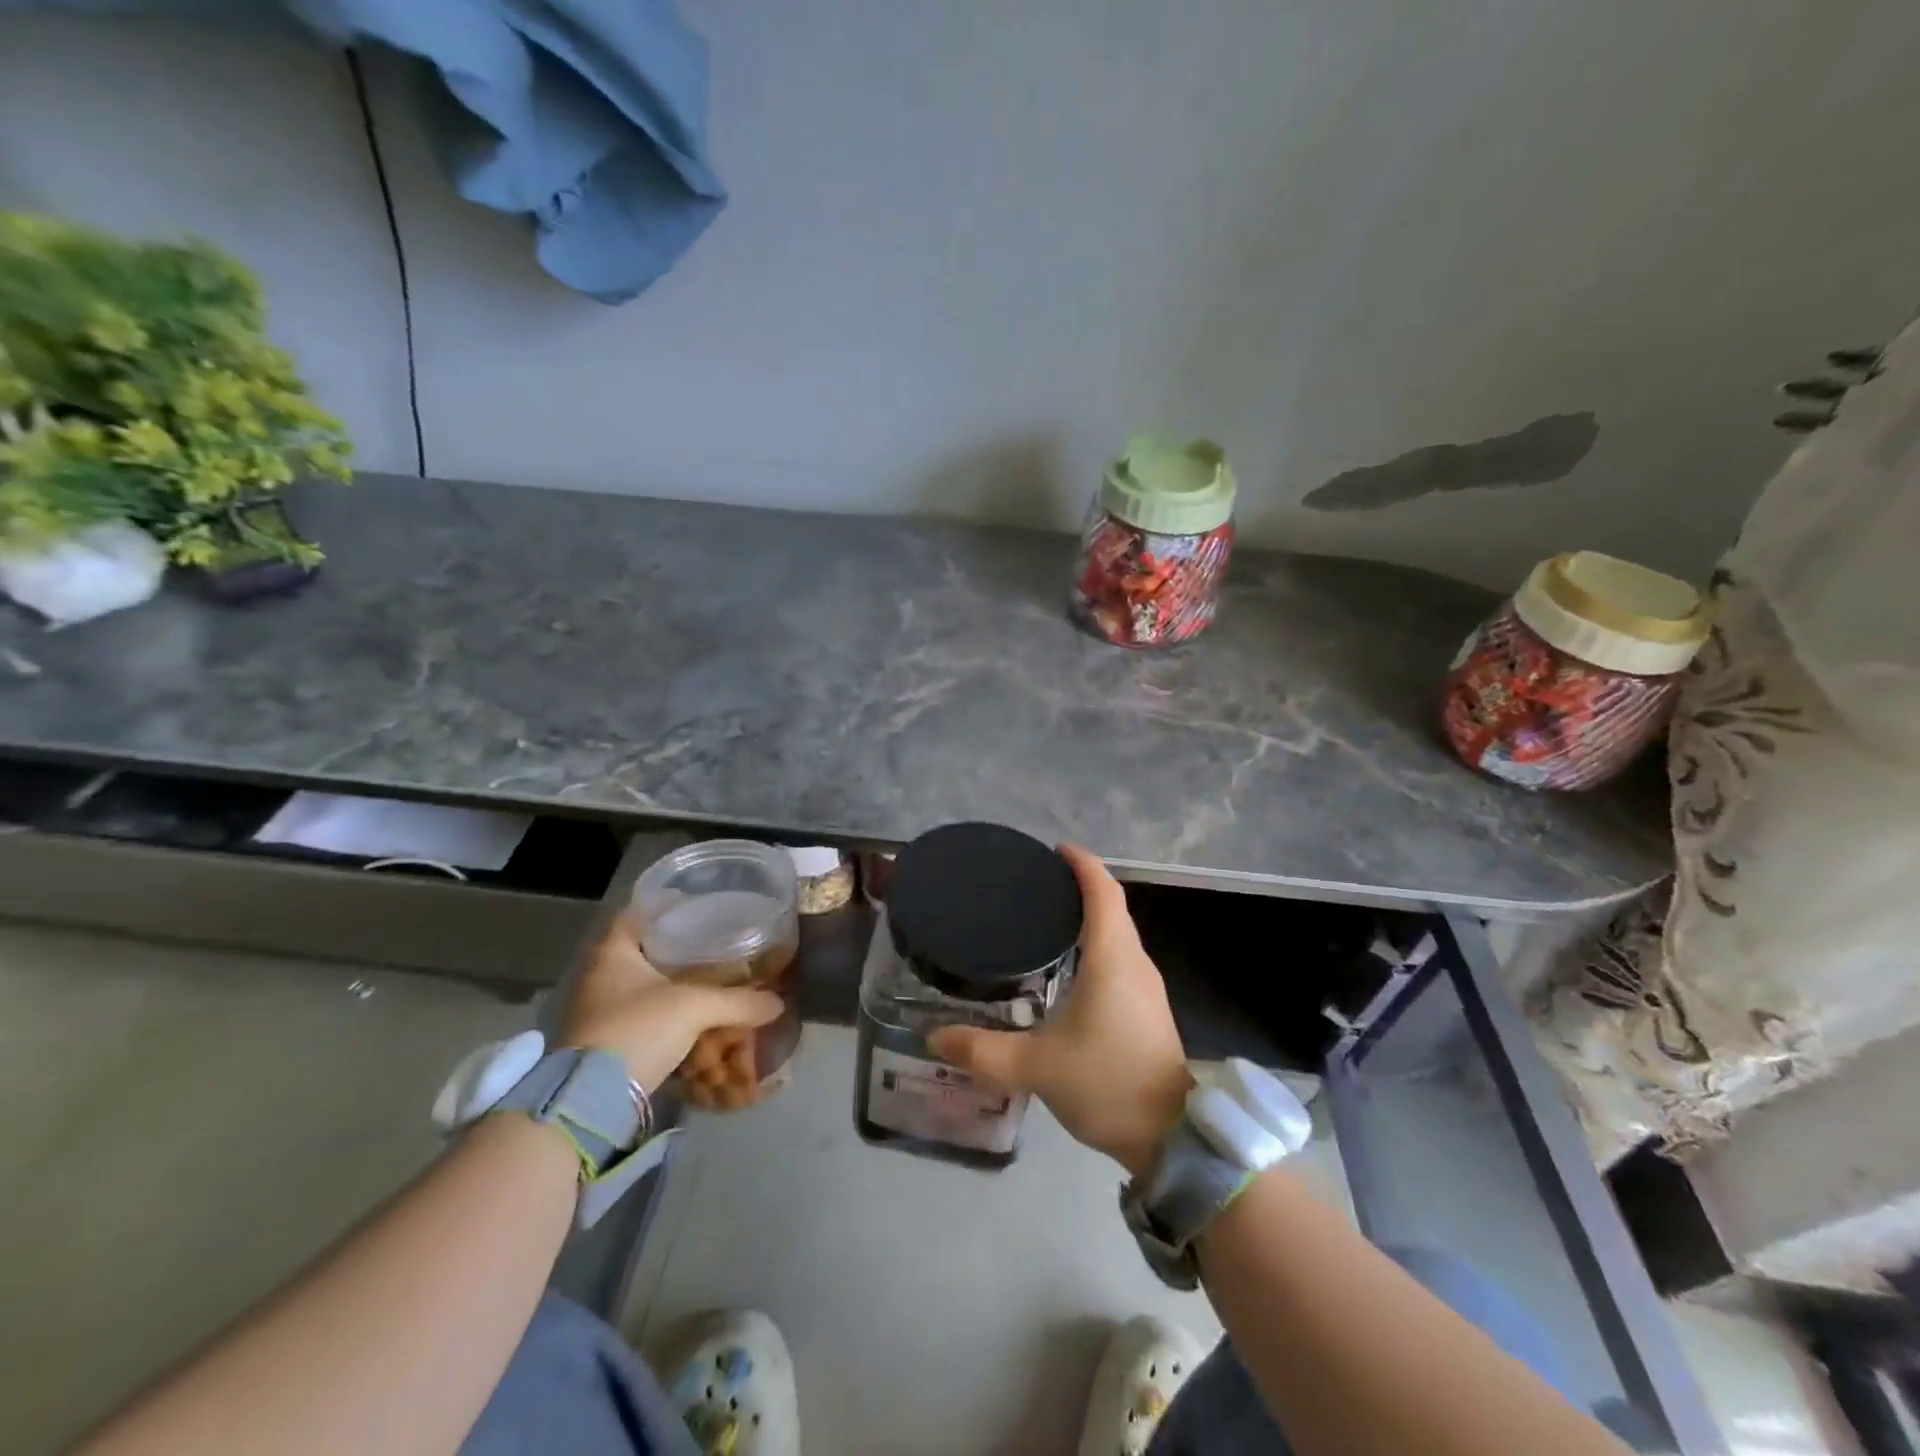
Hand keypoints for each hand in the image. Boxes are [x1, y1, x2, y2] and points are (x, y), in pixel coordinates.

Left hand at [558, 914, 782, 1093]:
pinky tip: (693, 1015)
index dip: (664, 904)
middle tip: (712, 941)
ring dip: (670, 982)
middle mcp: (599, 975)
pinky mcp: (603, 1040)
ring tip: (709, 978)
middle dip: (675, 946)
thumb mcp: (694, 1008)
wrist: (590, 1101)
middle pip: (640, 948)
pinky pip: (640, 1013)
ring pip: (641, 983)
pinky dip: (665, 1011)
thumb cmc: (637, 1030)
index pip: (635, 912)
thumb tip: (777, 1002)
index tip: (696, 905)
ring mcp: (598, 1009)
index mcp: (612, 952)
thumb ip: (738, 1001)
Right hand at [928, 844, 1191, 1178]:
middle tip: (1036, 883)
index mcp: (1112, 960)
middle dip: (1080, 885)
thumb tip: (933, 1038)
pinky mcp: (1147, 1007)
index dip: (1083, 864)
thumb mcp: (1037, 1068)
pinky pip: (1121, 955)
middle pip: (1112, 906)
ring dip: (1090, 914)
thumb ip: (983, 1051)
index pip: (1103, 893)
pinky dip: (1097, 941)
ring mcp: (1146, 985)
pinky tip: (1068, 963)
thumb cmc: (1107, 1084)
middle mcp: (1134, 962)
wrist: (1172, 1136)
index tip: (1054, 850)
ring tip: (1046, 915)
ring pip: (1119, 932)